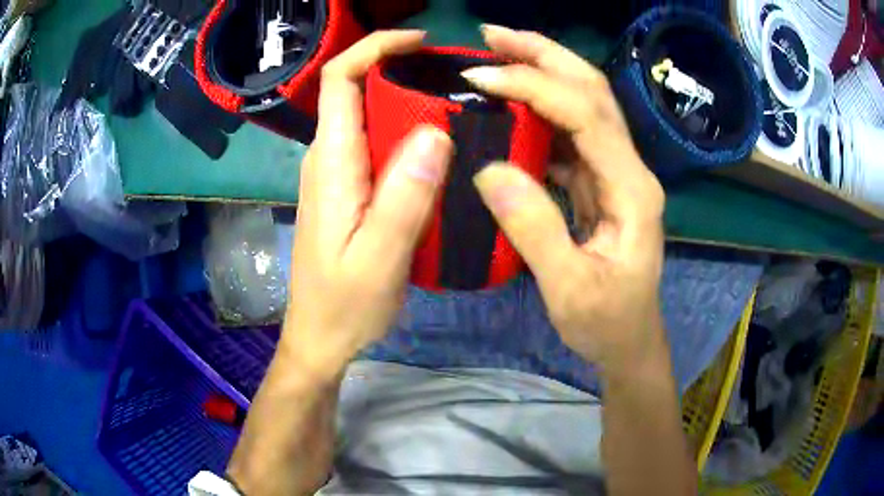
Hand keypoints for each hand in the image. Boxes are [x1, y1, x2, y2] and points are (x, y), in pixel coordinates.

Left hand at [282, 30, 452, 379]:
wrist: (319, 337)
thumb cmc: (344, 305)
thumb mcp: (380, 258)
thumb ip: (405, 196)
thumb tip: (435, 131)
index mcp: (332, 163)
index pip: (340, 80)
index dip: (374, 48)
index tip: (418, 43)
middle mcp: (327, 158)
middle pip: (356, 90)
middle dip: (399, 69)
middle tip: (453, 78)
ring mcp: (335, 175)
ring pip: (367, 116)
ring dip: (406, 100)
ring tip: (455, 106)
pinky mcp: (346, 191)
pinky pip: (374, 144)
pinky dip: (404, 132)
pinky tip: (436, 148)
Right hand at [462, 26, 666, 372]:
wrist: (630, 340)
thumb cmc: (608, 322)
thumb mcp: (571, 289)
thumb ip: (536, 229)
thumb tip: (490, 169)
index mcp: (632, 190)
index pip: (586, 114)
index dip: (534, 86)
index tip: (480, 77)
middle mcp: (630, 169)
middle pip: (593, 91)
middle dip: (544, 54)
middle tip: (492, 35)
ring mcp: (616, 173)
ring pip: (583, 104)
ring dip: (542, 72)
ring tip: (497, 54)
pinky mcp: (600, 182)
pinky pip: (570, 134)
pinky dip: (539, 110)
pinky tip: (510, 104)